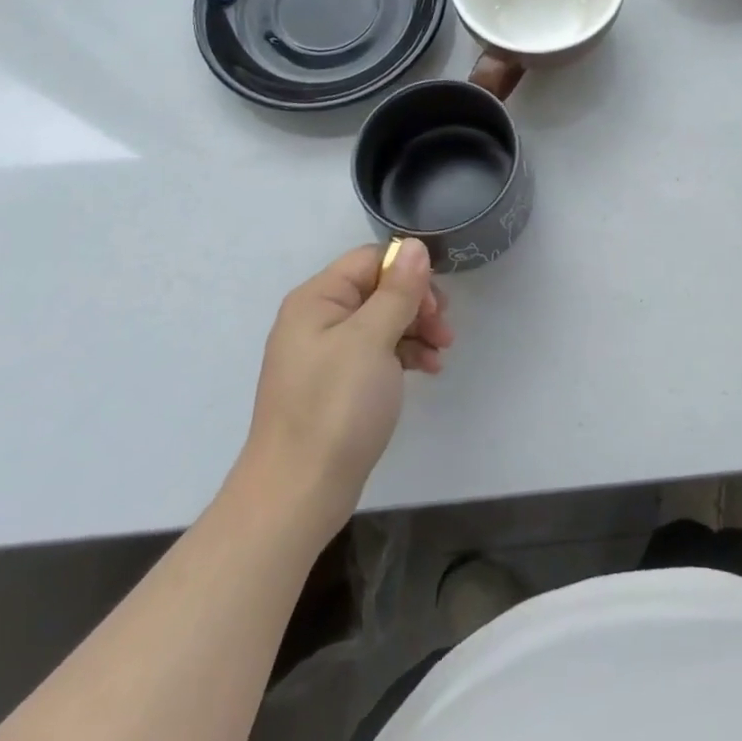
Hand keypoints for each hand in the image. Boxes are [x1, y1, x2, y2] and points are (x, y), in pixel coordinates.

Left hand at [237, 240, 453, 520]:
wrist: (297, 496)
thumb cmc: (334, 408)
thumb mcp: (371, 340)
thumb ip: (398, 290)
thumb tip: (414, 245)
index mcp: (317, 299)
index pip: (370, 260)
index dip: (407, 272)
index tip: (436, 303)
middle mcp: (318, 318)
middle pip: (379, 289)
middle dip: (417, 303)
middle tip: (444, 328)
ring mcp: (326, 353)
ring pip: (382, 320)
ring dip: (417, 329)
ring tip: (443, 352)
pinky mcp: (337, 384)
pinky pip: (377, 351)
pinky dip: (404, 354)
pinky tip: (429, 369)